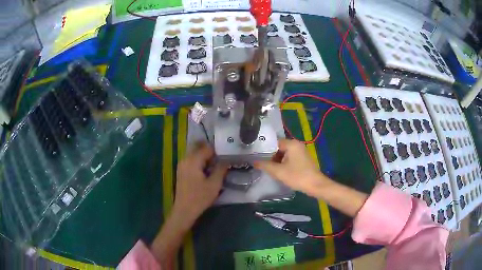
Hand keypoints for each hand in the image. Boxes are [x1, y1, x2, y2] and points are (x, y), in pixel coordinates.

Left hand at [173, 142, 227, 224]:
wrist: (184, 210)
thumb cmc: (200, 197)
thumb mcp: (214, 184)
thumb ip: (221, 169)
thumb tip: (226, 159)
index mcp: (193, 160)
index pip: (207, 148)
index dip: (218, 150)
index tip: (227, 154)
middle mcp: (185, 159)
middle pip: (199, 148)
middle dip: (211, 152)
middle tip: (222, 158)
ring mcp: (182, 165)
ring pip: (195, 154)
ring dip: (205, 157)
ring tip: (216, 164)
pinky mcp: (181, 171)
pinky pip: (192, 160)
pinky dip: (200, 162)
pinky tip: (207, 171)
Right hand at [254, 139, 329, 196]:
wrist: (315, 185)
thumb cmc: (297, 176)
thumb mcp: (278, 171)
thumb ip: (265, 165)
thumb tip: (253, 161)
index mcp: (292, 144)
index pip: (274, 142)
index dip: (265, 150)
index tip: (257, 157)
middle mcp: (297, 144)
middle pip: (279, 148)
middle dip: (271, 156)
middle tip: (263, 165)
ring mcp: (301, 151)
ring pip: (284, 153)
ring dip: (277, 161)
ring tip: (270, 169)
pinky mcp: (304, 159)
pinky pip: (290, 158)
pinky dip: (284, 163)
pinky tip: (280, 171)